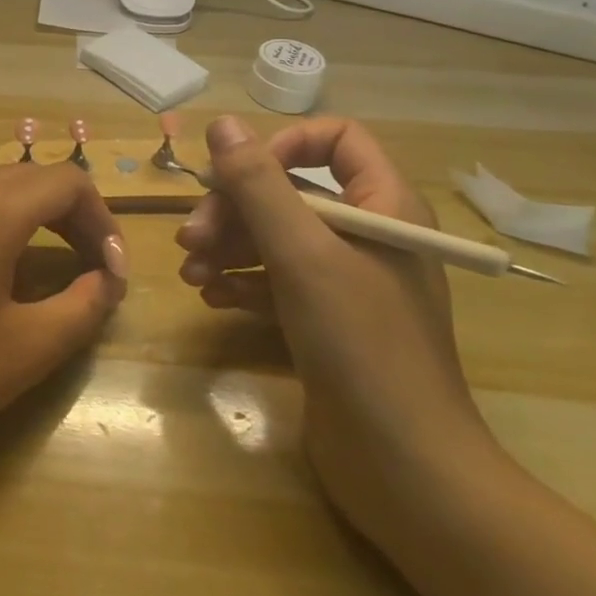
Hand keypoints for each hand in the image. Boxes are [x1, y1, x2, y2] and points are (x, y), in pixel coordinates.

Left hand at [0, 165, 127, 459]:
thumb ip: (84, 305)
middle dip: (66, 216)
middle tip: (86, 265)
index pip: (67, 182)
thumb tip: (107, 279)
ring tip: (33, 270)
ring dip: (21, 220)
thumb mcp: (30, 347)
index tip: (111, 270)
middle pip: (27, 180)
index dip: (101, 219)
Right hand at [176, 116, 499, 542]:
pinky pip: (278, 282)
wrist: (405, 472)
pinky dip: (244, 282)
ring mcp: (348, 284)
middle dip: (234, 210)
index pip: (336, 140)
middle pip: (290, 193)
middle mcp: (369, 237)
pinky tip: (213, 297)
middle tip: (189, 239)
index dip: (283, 146)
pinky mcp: (328, 323)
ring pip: (277, 239)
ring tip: (191, 273)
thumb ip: (259, 185)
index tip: (237, 175)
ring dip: (228, 247)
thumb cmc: (361, 346)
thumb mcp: (302, 255)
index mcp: (385, 206)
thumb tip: (223, 124)